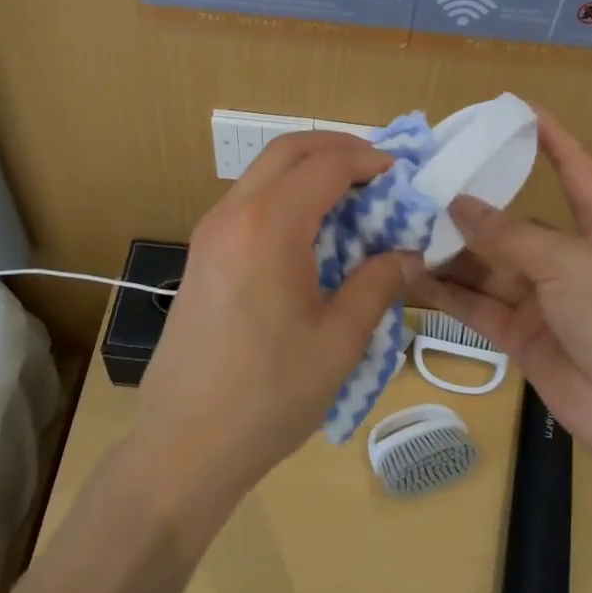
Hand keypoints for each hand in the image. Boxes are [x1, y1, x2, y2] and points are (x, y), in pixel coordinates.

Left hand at [132, 131, 419, 517]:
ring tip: (352, 198)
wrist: (183, 444)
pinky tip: (312, 232)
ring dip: (309, 170)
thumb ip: (378, 284)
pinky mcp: (202, 253)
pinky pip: (249, 201)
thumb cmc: (269, 395)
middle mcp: (232, 214)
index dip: (368, 161)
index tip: (403, 175)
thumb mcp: (339, 340)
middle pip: (288, 150)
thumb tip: (408, 254)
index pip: (325, 166)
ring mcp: (210, 231)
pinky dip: (286, 195)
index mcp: (268, 226)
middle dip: (337, 148)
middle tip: (378, 171)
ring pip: (264, 172)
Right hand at [413, 109, 591, 466]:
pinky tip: (410, 276)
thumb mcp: (570, 263)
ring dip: (451, 253)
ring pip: (489, 269)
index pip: (579, 176)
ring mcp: (544, 304)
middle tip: (424, 189)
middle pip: (516, 228)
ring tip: (404, 230)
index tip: (523, 111)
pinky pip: (477, 308)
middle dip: (475, 211)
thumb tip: (458, 204)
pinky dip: (446, 294)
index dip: (556, 143)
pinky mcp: (521, 340)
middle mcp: (570, 264)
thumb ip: (509, 235)